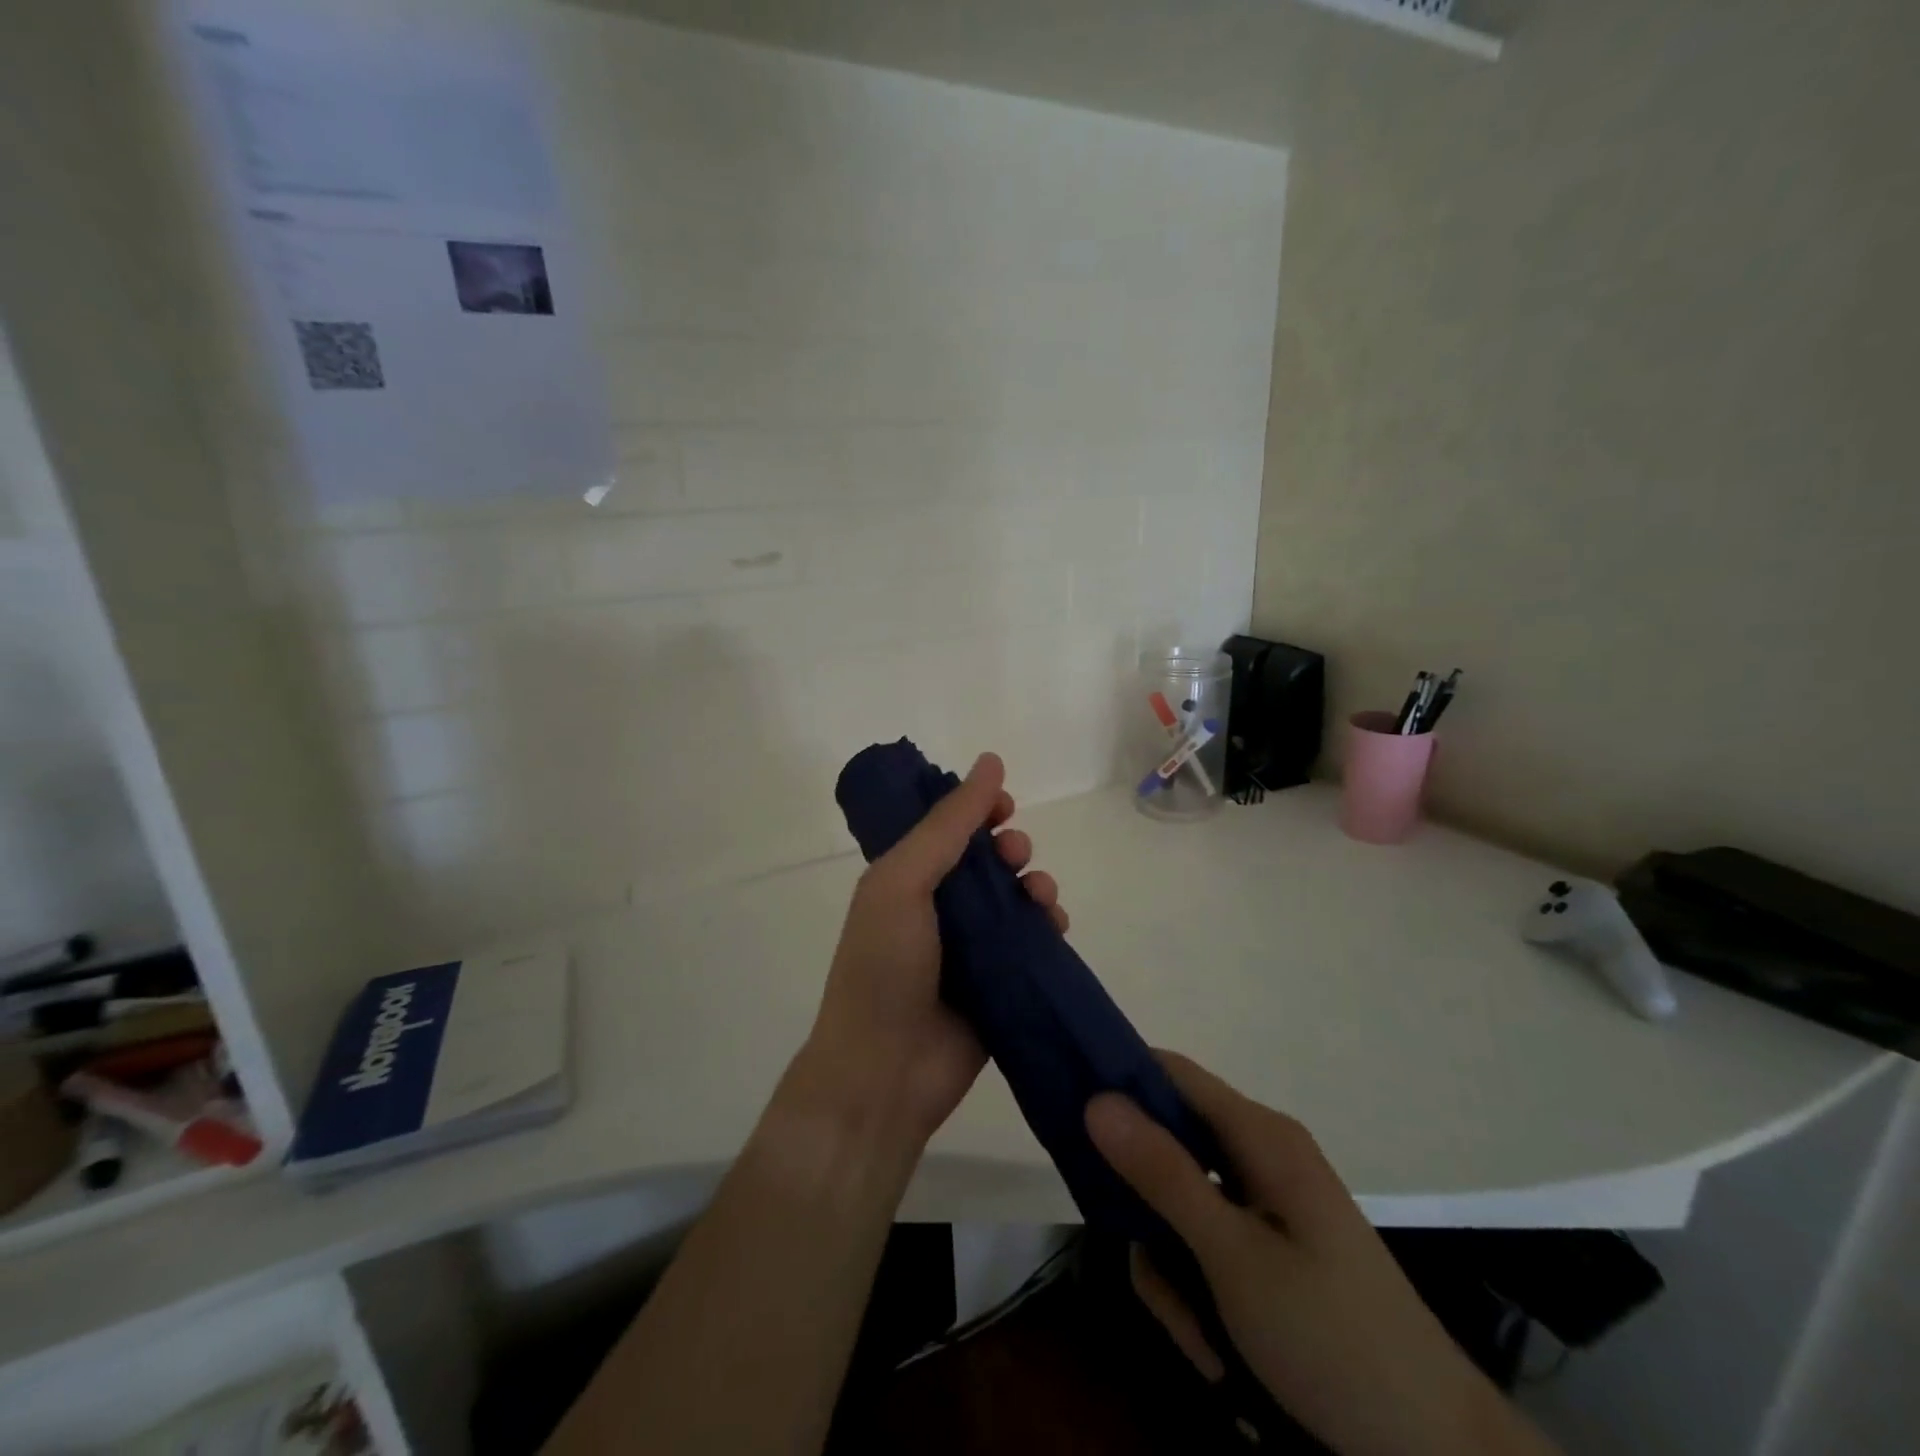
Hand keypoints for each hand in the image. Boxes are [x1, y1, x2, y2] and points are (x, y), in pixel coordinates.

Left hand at [802, 753, 1066, 1145]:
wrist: (885, 1072)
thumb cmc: (884, 966)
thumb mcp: (903, 881)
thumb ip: (947, 824)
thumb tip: (991, 761)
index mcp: (905, 878)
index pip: (946, 827)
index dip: (975, 808)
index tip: (1002, 805)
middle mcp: (938, 907)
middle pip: (986, 859)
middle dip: (1009, 846)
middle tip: (1013, 855)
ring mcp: (970, 947)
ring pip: (1015, 897)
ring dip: (1034, 883)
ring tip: (1038, 896)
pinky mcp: (1000, 982)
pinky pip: (1033, 940)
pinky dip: (1048, 924)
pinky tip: (1054, 924)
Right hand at [1086, 1054, 1558, 1455]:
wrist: (1435, 1448)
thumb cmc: (1332, 1336)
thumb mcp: (1233, 1257)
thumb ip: (1163, 1174)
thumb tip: (1096, 1098)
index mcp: (1259, 1135)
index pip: (1171, 1073)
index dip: (1118, 1077)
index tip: (1067, 1110)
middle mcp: (1259, 1156)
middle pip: (1167, 1149)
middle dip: (1147, 1213)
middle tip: (1147, 1266)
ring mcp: (1265, 1204)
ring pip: (1179, 1209)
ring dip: (1174, 1271)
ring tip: (1200, 1338)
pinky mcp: (1268, 1249)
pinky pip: (1205, 1245)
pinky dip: (1198, 1292)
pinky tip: (1218, 1349)